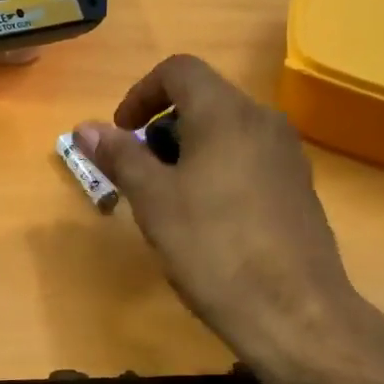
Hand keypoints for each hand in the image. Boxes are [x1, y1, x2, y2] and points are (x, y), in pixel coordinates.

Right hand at [75, 55, 365, 369]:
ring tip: (168, 198)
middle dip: (161, 127)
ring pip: (226, 130)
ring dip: (187, 149)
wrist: (296, 313)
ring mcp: (287, 154)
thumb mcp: (154, 200)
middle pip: (203, 98)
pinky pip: (248, 157)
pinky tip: (208, 219)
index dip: (141, 93)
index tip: (122, 133)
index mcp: (226, 113)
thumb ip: (120, 156)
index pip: (178, 70)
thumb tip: (85, 127)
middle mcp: (263, 121)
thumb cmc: (213, 248)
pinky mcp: (298, 187)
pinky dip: (217, 168)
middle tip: (140, 171)